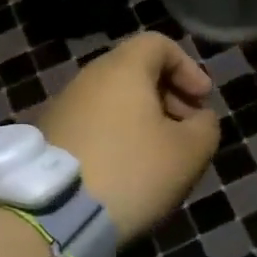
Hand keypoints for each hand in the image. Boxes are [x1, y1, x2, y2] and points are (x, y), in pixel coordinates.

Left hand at [33, 31, 218, 244]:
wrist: (55, 213)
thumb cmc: (131, 171)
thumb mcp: (188, 153)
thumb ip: (206, 127)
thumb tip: (199, 118)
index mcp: (122, 68)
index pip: (158, 43)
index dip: (188, 67)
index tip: (202, 101)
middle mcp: (88, 77)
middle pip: (136, 71)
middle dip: (169, 95)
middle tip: (187, 130)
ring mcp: (64, 105)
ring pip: (114, 99)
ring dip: (143, 119)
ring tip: (160, 156)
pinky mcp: (50, 135)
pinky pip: (94, 122)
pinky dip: (117, 135)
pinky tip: (127, 171)